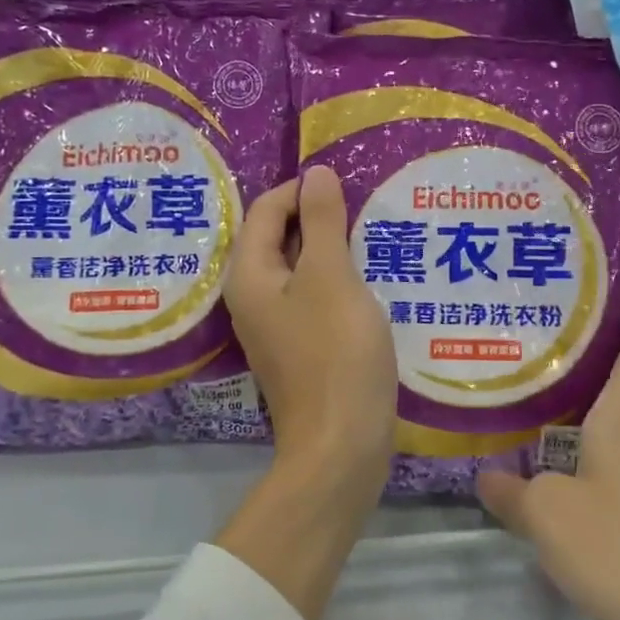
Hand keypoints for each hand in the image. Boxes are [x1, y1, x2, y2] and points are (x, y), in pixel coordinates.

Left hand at [226, 164, 397, 484]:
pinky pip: (313, 297)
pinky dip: (336, 279)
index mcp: (250, 276)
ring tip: (370, 233)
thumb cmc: (335, 352)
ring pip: (299, 269)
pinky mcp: (299, 348)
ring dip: (330, 248)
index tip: (345, 181)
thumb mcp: (331, 277)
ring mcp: (275, 327)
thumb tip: (314, 173)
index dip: (301, 189)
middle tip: (362, 203)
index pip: (266, 211)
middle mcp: (253, 298)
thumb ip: (322, 222)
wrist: (341, 445)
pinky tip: (368, 278)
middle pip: (278, 239)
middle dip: (317, 217)